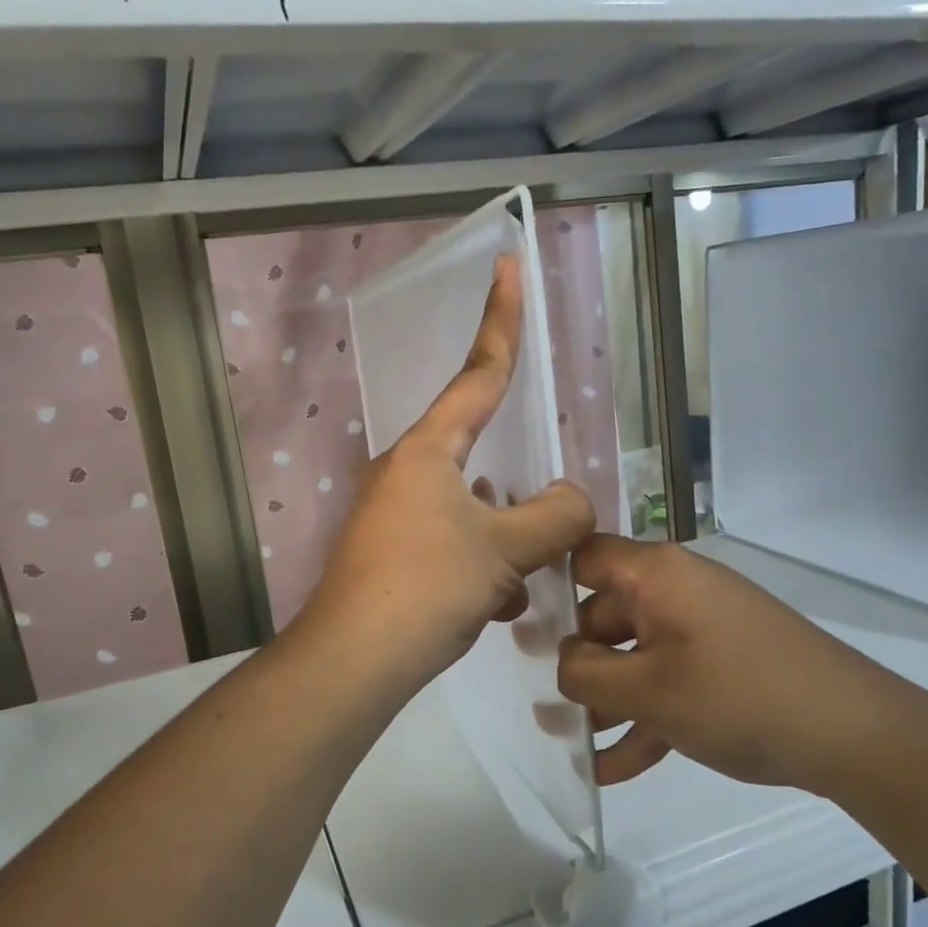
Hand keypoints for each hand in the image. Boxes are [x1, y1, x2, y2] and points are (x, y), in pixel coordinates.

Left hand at [297, 253, 595, 688]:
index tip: (506, 267)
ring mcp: (394, 515)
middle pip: (478, 456)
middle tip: (541, 519)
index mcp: (428, 451)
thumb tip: (572, 500)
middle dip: (516, 490)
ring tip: (520, 578)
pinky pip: (451, 545)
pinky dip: (481, 568)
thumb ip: (555, 516)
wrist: (355, 659)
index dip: (501, 320)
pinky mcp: (391, 555)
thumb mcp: (505, 548)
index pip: (478, 374)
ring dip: (503, 539)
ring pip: (470, 510)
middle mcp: (405, 472)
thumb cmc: (427, 586)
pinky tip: (496, 604)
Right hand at [557, 535, 918, 796]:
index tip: (517, 621)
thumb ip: (587, 674)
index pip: (584, 556)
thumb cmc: (739, 696)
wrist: (857, 736)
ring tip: (571, 743)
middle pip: (605, 613)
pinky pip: (668, 682)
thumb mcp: (648, 690)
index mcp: (656, 575)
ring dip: (605, 698)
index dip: (548, 581)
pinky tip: (614, 768)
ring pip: (635, 655)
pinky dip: (643, 716)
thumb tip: (562, 664)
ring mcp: (703, 629)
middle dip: (574, 660)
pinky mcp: (723, 666)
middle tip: (540, 700)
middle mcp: (676, 591)